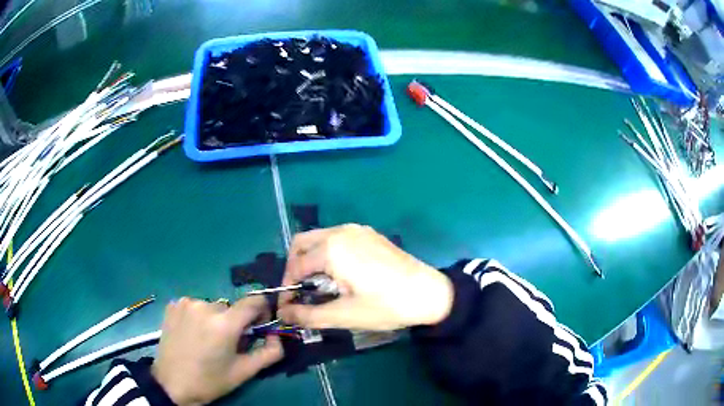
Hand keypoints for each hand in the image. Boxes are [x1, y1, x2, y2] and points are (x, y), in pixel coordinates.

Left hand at [152, 297, 282, 405]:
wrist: (171, 383)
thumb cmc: (210, 380)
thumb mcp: (244, 372)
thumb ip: (269, 353)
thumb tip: (277, 335)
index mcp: (225, 323)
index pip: (254, 301)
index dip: (261, 312)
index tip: (257, 327)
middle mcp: (205, 305)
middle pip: (231, 308)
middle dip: (234, 323)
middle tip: (226, 344)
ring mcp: (186, 303)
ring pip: (212, 307)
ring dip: (214, 320)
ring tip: (205, 340)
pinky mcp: (173, 305)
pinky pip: (194, 306)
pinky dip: (197, 317)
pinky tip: (190, 333)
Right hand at [278, 224, 452, 330]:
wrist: (430, 293)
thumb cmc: (386, 306)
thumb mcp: (344, 315)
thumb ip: (308, 315)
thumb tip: (283, 314)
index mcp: (332, 249)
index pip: (295, 266)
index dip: (287, 287)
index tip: (287, 306)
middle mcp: (341, 232)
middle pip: (302, 244)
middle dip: (294, 267)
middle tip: (299, 291)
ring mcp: (357, 230)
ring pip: (319, 238)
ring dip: (310, 260)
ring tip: (318, 286)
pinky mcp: (369, 234)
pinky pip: (337, 238)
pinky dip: (327, 253)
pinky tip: (339, 275)